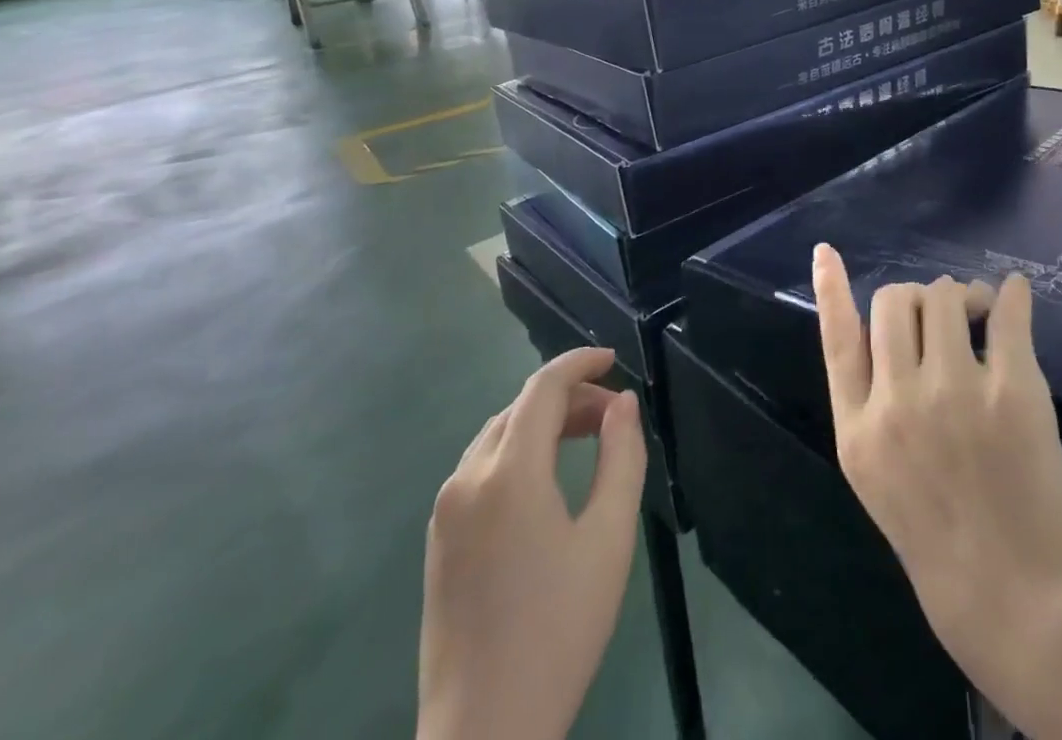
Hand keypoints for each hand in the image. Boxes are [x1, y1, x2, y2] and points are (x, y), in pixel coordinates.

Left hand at [418, 349, 646, 739]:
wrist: (484, 736)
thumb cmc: (559, 631)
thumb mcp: (609, 538)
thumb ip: (622, 456)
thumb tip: (623, 404)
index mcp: (509, 473)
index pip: (542, 387)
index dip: (579, 363)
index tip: (614, 359)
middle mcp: (467, 479)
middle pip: (520, 409)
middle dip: (568, 397)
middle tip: (613, 414)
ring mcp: (445, 512)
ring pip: (497, 436)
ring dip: (542, 424)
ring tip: (586, 439)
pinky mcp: (438, 542)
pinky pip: (480, 469)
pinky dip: (518, 453)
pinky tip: (546, 481)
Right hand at [814, 245, 1061, 739]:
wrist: (1018, 596)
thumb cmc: (941, 536)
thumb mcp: (877, 475)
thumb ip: (869, 406)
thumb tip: (882, 333)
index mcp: (858, 431)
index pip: (836, 340)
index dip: (830, 290)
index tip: (826, 250)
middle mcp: (897, 405)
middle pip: (893, 302)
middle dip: (916, 297)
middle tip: (943, 315)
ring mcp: (954, 395)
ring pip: (944, 297)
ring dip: (961, 295)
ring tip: (981, 313)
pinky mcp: (1012, 393)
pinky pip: (1007, 315)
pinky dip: (1011, 295)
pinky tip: (1016, 293)